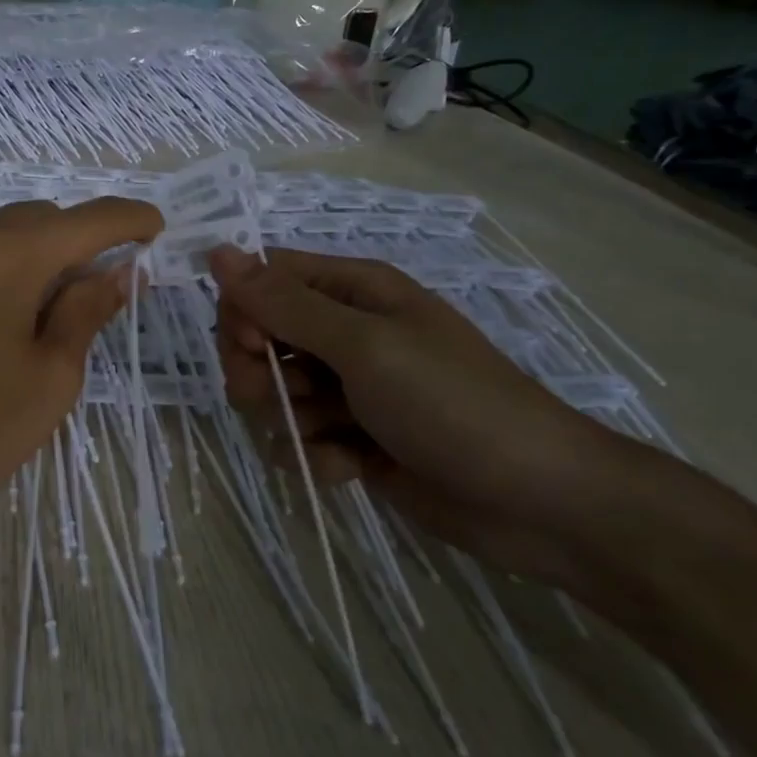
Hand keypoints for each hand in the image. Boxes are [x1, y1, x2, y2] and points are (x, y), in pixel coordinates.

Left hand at [0, 197, 163, 525]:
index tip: (153, 229)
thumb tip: (119, 271)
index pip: (89, 218)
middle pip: (35, 219)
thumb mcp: (50, 378)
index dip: (130, 219)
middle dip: (72, 243)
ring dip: (20, 258)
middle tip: (86, 291)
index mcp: (10, 254)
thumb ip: (87, 311)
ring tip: (22, 314)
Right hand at [208, 246, 628, 586]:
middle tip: (280, 399)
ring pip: (274, 391)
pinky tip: (348, 468)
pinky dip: (316, 454)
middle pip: (260, 337)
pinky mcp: (354, 438)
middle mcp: (346, 332)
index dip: (243, 311)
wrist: (538, 504)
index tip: (251, 347)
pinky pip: (301, 437)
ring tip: (330, 436)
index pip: (263, 280)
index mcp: (353, 291)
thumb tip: (217, 252)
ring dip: (288, 418)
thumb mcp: (364, 345)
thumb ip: (285, 304)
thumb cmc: (451, 404)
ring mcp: (350, 388)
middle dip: (257, 372)